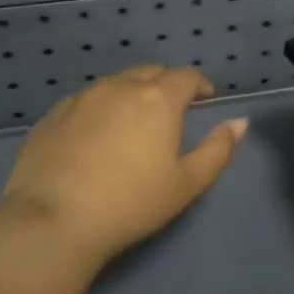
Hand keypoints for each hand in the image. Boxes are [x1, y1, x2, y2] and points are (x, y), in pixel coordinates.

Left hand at [0, 65, 247, 266]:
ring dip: (131, 93)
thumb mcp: (187, 183)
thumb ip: (218, 149)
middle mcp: (120, 86)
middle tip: (170, 111)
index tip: (204, 98)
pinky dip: (99, 108)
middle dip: (166, 85)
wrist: (53, 221)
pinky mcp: (53, 115)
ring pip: (115, 83)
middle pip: (150, 72)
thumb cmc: (131, 203)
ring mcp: (82, 98)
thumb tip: (240, 122)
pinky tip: (95, 136)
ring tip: (132, 122)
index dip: (199, 84)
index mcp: (158, 98)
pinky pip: (85, 100)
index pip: (186, 75)